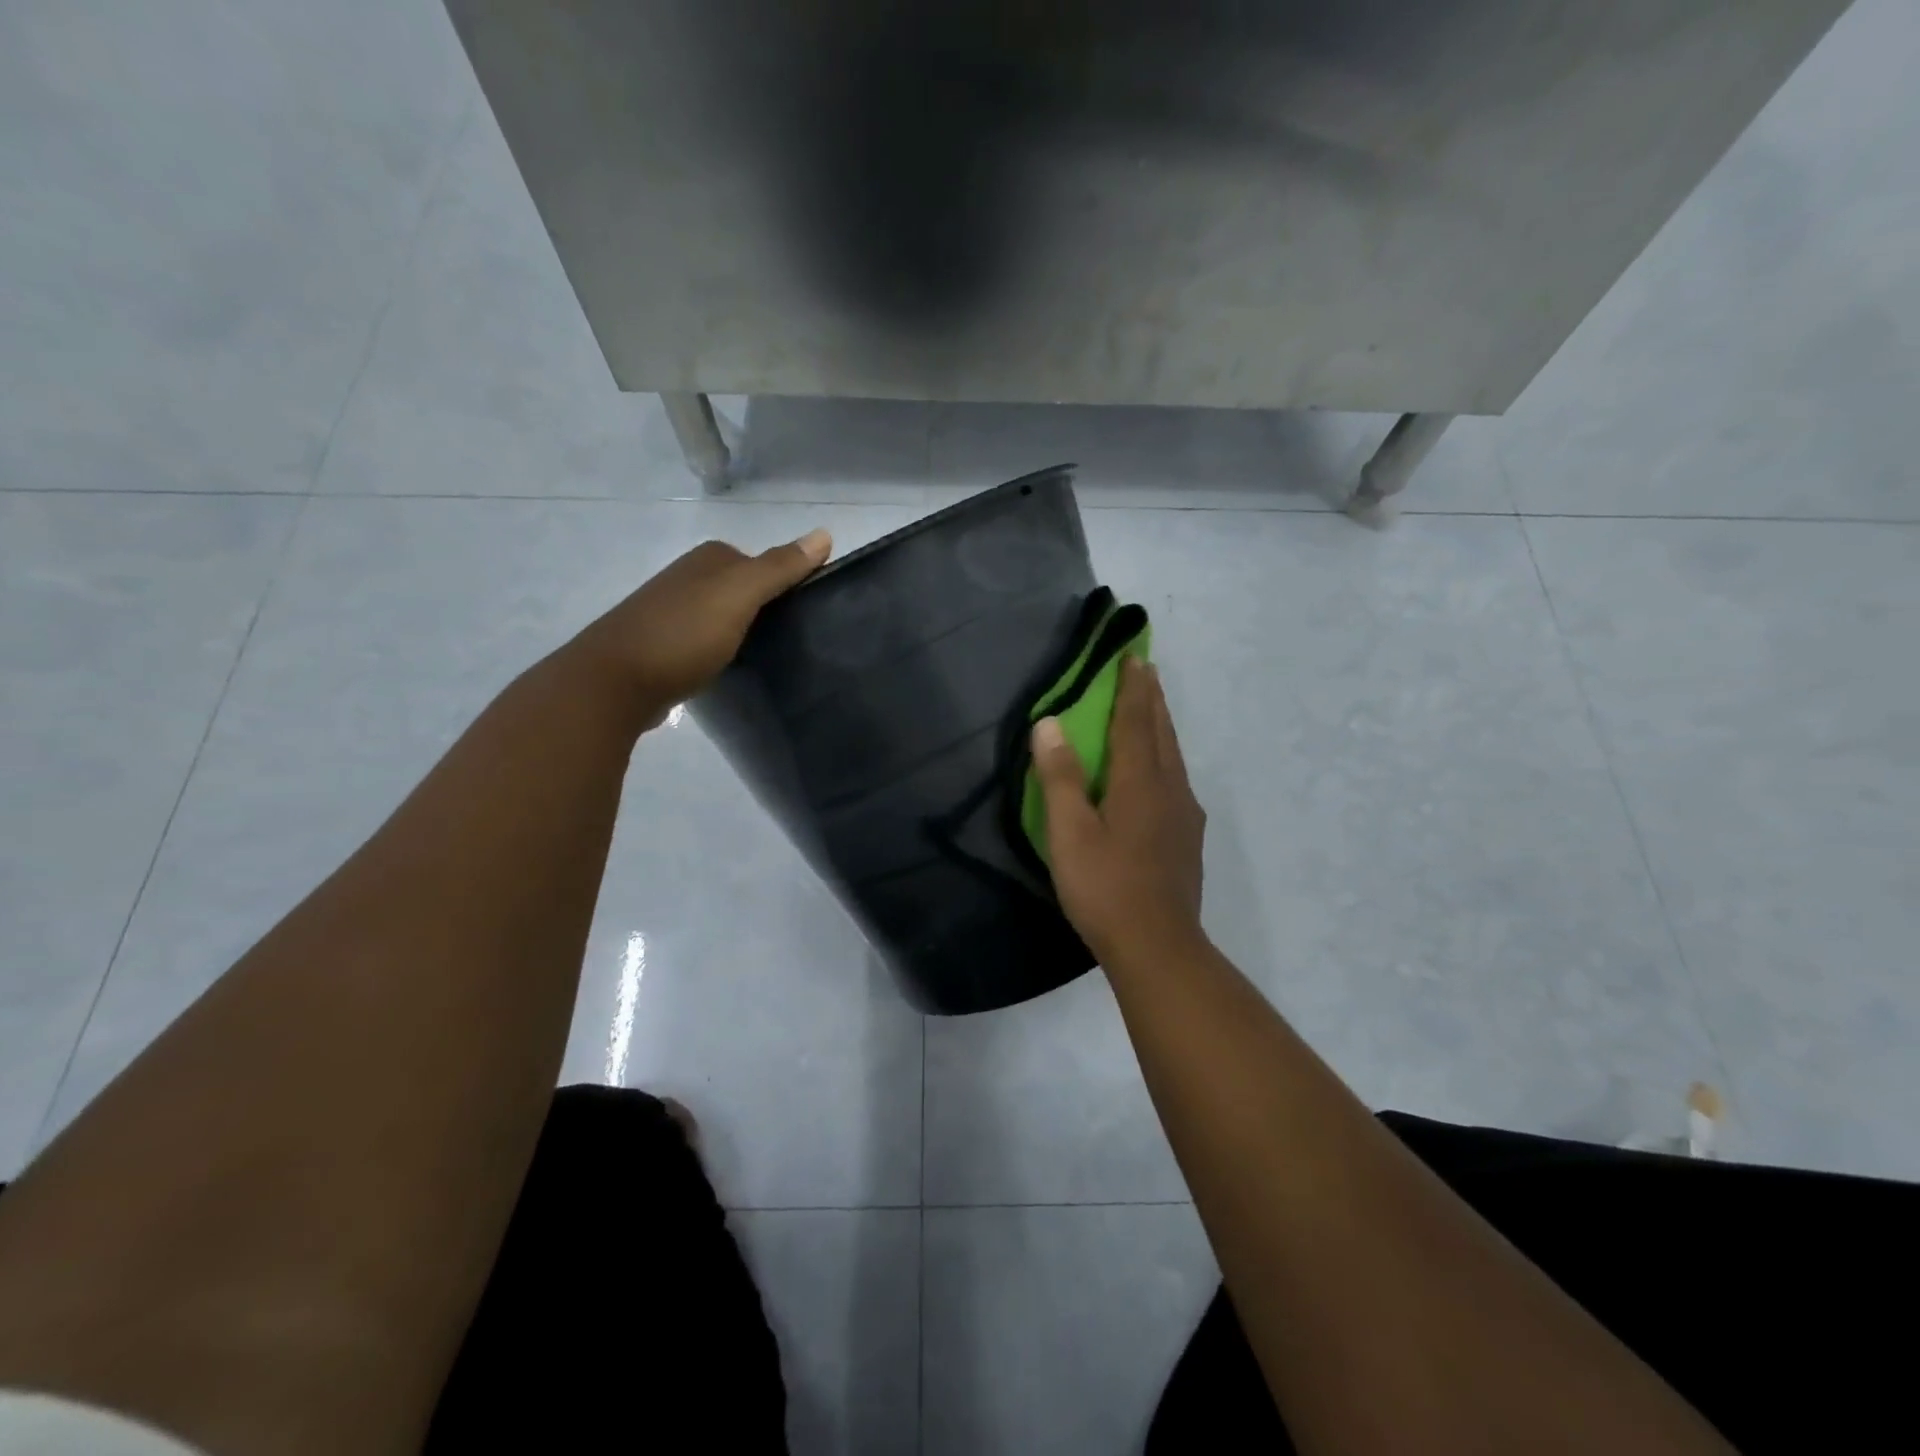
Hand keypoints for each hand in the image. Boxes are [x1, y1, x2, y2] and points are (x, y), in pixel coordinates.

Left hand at [570, 530, 831, 726]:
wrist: (613, 683)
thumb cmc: (682, 634)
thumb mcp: (738, 596)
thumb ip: (780, 567)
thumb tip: (825, 533)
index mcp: (707, 560)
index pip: (762, 562)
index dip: (786, 584)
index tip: (808, 615)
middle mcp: (686, 578)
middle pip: (742, 589)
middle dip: (765, 608)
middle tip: (793, 640)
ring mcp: (669, 612)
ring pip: (722, 616)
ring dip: (742, 631)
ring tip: (766, 657)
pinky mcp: (660, 647)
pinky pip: (703, 641)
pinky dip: (719, 651)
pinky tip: (728, 669)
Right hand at [1030, 656, 1207, 968]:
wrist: (1158, 946)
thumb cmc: (1105, 887)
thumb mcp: (1069, 832)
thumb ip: (1059, 776)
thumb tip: (1049, 723)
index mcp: (1139, 782)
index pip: (1135, 721)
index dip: (1132, 688)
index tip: (1134, 656)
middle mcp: (1169, 789)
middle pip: (1161, 733)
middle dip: (1152, 699)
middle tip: (1146, 671)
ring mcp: (1184, 815)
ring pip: (1173, 757)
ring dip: (1161, 727)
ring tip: (1153, 711)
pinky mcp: (1187, 840)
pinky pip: (1176, 781)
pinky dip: (1166, 759)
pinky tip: (1160, 775)